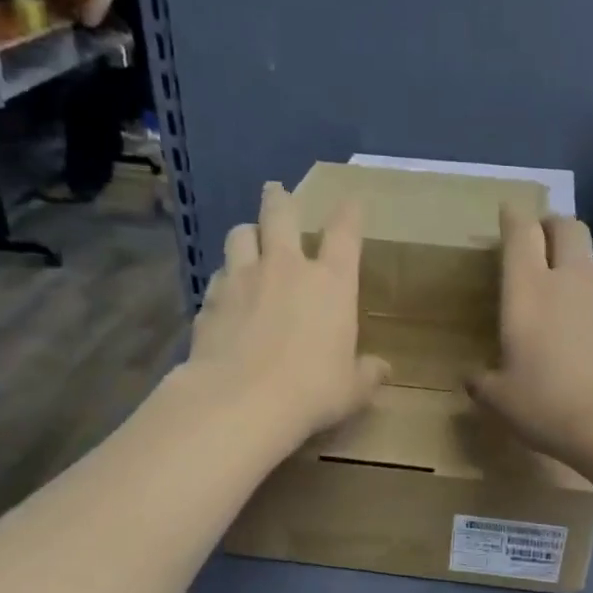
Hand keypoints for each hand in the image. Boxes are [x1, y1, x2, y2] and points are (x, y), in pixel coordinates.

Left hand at [182, 183, 389, 449]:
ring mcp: (242, 278)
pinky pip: (217, 276)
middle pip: (281, 214)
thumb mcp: (352, 389)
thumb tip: (383, 370)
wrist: (242, 401)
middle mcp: (286, 267)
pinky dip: (223, 278)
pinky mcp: (210, 299)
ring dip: (247, 233)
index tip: (352, 201)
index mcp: (331, 282)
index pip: (345, 232)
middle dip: (280, 199)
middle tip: (277, 191)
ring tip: (249, 239)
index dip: (350, 212)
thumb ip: (368, 374)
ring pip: (240, 234)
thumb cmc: (312, 391)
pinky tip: (225, 292)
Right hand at [467, 208, 592, 474]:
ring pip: (589, 260)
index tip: (508, 213)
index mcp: (528, 290)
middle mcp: (569, 280)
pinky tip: (583, 328)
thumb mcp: (501, 400)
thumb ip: (483, 383)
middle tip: (538, 240)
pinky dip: (590, 298)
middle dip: (551, 225)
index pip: (521, 233)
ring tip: (559, 290)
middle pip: (566, 227)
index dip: (513, 218)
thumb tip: (472, 378)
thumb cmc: (549, 403)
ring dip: (573, 262)